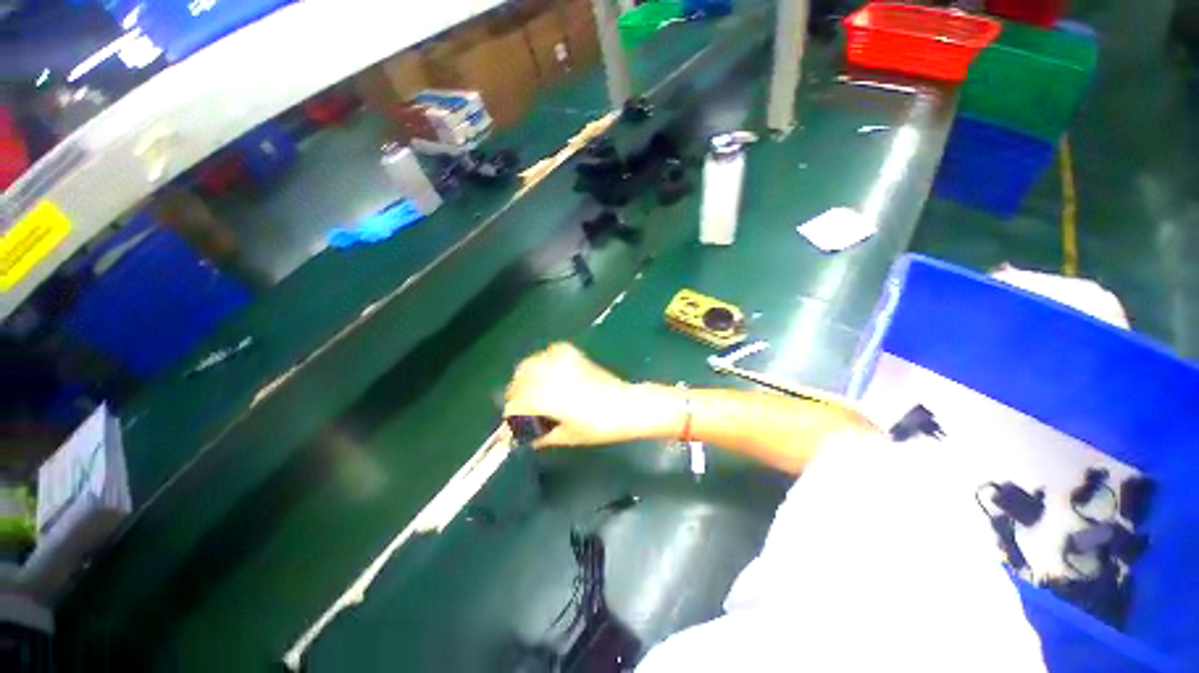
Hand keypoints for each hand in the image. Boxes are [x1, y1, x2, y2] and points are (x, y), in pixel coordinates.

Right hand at [504, 343, 675, 447]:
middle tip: (521, 409)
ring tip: (530, 388)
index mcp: (548, 400)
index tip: (511, 429)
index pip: (516, 405)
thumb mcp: (568, 436)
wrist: (626, 406)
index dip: (511, 418)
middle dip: (515, 396)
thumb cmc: (598, 427)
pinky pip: (551, 351)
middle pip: (519, 382)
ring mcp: (563, 365)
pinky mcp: (575, 356)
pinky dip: (544, 359)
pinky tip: (547, 369)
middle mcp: (551, 379)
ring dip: (525, 376)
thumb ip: (542, 436)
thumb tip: (525, 439)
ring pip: (531, 364)